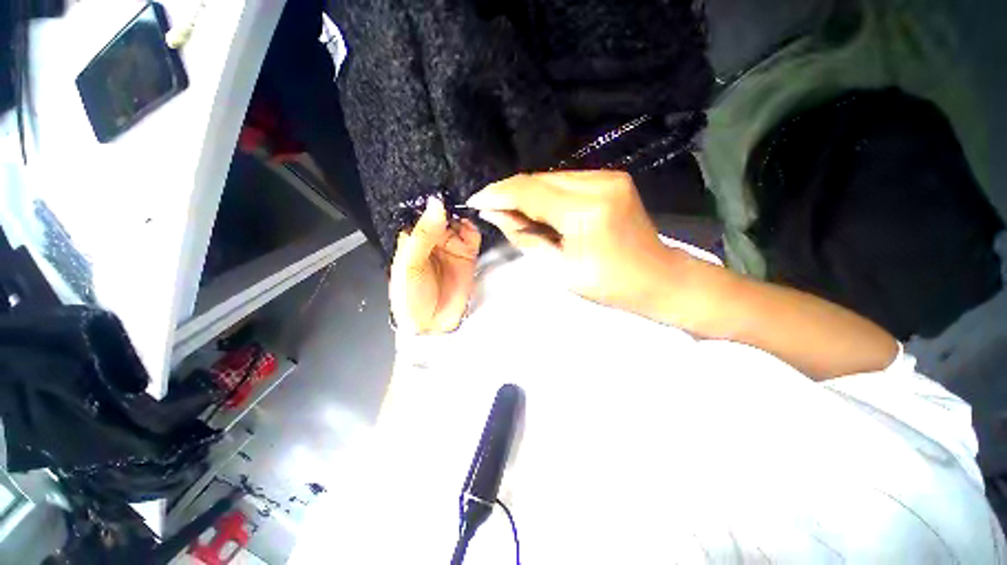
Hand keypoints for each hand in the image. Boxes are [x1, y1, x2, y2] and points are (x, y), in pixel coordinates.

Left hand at [390, 197, 480, 333]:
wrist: (432, 324)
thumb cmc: (411, 295)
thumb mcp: (411, 263)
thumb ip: (424, 233)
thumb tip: (437, 203)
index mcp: (413, 238)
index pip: (422, 212)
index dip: (431, 200)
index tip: (441, 186)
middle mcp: (433, 238)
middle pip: (443, 214)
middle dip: (450, 204)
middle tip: (457, 193)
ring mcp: (452, 246)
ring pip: (459, 221)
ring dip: (463, 214)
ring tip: (465, 209)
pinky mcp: (468, 254)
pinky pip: (472, 235)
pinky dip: (473, 227)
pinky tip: (469, 225)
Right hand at [466, 171, 669, 311]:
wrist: (658, 278)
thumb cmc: (608, 284)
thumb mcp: (559, 269)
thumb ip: (524, 236)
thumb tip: (495, 214)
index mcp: (585, 212)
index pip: (529, 192)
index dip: (498, 194)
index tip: (475, 201)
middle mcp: (598, 183)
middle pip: (538, 180)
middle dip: (509, 193)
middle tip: (492, 211)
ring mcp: (608, 176)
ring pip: (550, 178)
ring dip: (527, 193)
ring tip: (516, 214)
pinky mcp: (612, 178)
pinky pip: (566, 181)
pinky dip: (547, 193)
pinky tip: (541, 209)